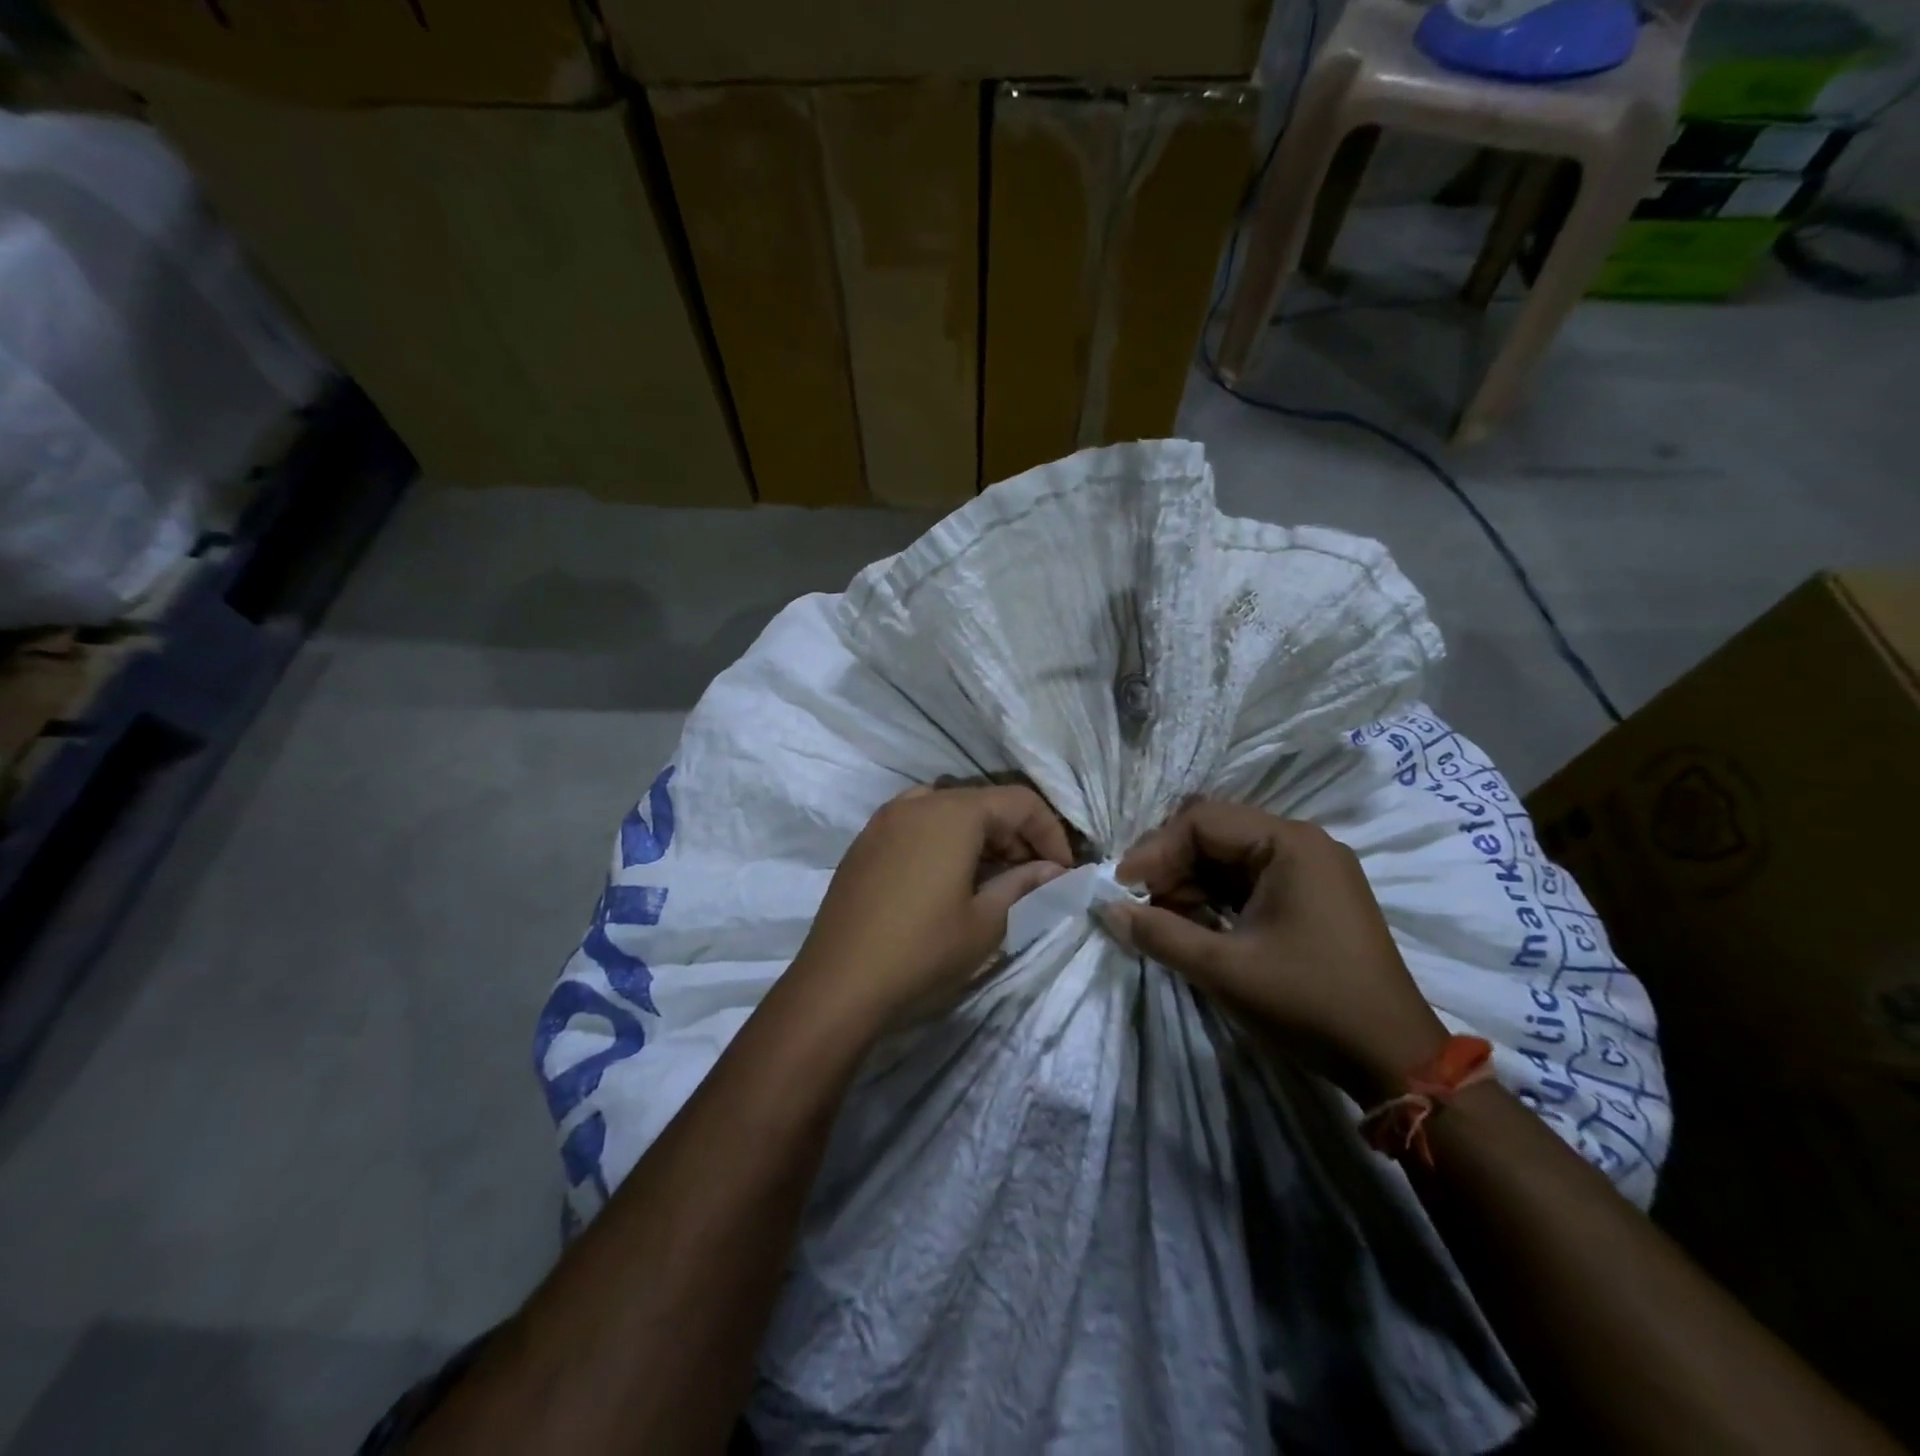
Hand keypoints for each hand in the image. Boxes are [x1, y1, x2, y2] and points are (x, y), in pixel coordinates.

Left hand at [788, 785, 1075, 1032]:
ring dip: (980, 836)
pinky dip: (944, 840)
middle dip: (1016, 834)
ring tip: (992, 877)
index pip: (1019, 801)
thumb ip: (1025, 886)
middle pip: (982, 801)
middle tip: (1033, 877)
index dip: (1050, 832)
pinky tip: (947, 878)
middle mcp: (918, 802)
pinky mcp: (864, 842)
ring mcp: (885, 820)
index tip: (1063, 870)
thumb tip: (1056, 871)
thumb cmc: (923, 950)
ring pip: (948, 810)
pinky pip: (916, 824)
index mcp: (953, 813)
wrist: (838, 983)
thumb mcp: (986, 922)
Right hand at [1109, 801, 1446, 1096]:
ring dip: (1189, 881)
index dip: (1154, 850)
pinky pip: (1250, 878)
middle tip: (1137, 900)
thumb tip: (1108, 910)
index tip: (1122, 887)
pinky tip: (1193, 923)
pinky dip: (1216, 896)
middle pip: (1215, 831)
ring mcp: (1311, 868)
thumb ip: (1160, 933)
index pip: (1201, 821)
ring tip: (1160, 916)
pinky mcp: (1312, 895)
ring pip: (1229, 856)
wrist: (1394, 1057)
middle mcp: (1302, 842)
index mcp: (1288, 843)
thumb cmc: (1308, 1002)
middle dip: (1169, 863)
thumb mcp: (1224, 969)